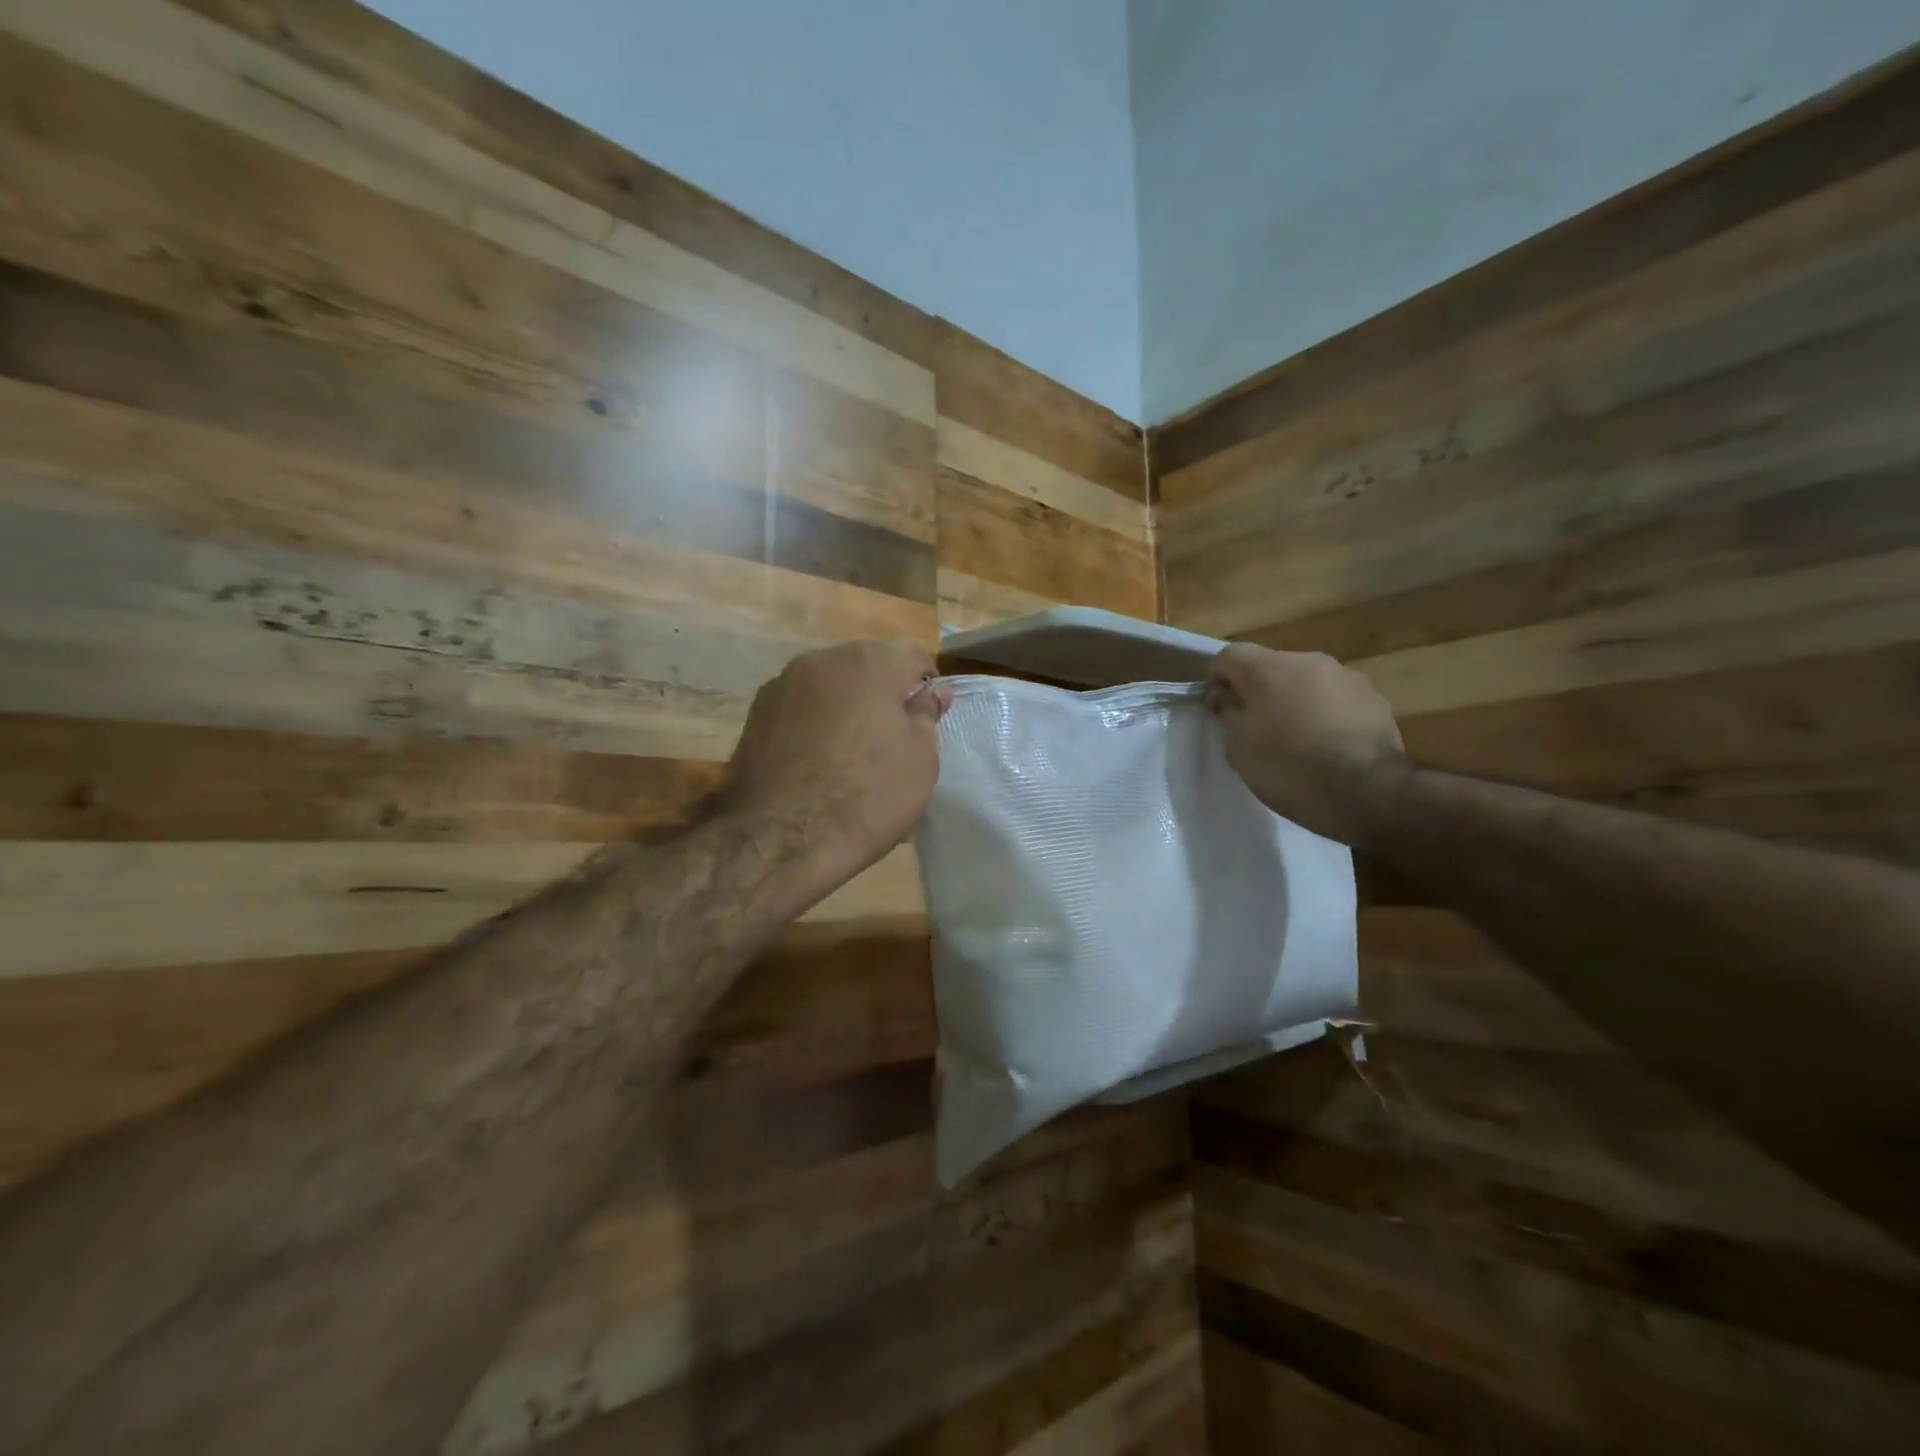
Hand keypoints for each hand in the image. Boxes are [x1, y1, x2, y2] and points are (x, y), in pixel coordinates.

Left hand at [723, 640, 952, 903]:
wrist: (780, 840)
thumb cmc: (866, 795)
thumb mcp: (920, 760)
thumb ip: (926, 715)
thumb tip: (930, 693)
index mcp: (868, 661)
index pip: (912, 654)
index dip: (925, 686)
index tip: (925, 723)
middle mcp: (821, 659)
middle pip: (866, 665)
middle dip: (882, 693)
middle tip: (890, 741)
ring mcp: (781, 685)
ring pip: (829, 686)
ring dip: (845, 708)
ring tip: (849, 755)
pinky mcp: (754, 716)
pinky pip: (799, 709)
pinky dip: (813, 724)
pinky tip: (816, 763)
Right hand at [1205, 644, 1408, 844]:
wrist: (1368, 792)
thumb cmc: (1290, 769)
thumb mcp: (1239, 749)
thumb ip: (1228, 714)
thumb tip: (1227, 699)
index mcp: (1268, 669)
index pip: (1229, 655)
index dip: (1217, 678)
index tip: (1216, 707)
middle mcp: (1307, 660)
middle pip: (1270, 665)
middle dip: (1258, 689)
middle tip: (1254, 724)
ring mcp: (1345, 676)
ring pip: (1305, 680)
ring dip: (1294, 699)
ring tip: (1294, 736)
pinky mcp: (1374, 697)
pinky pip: (1334, 697)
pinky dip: (1323, 712)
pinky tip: (1326, 743)